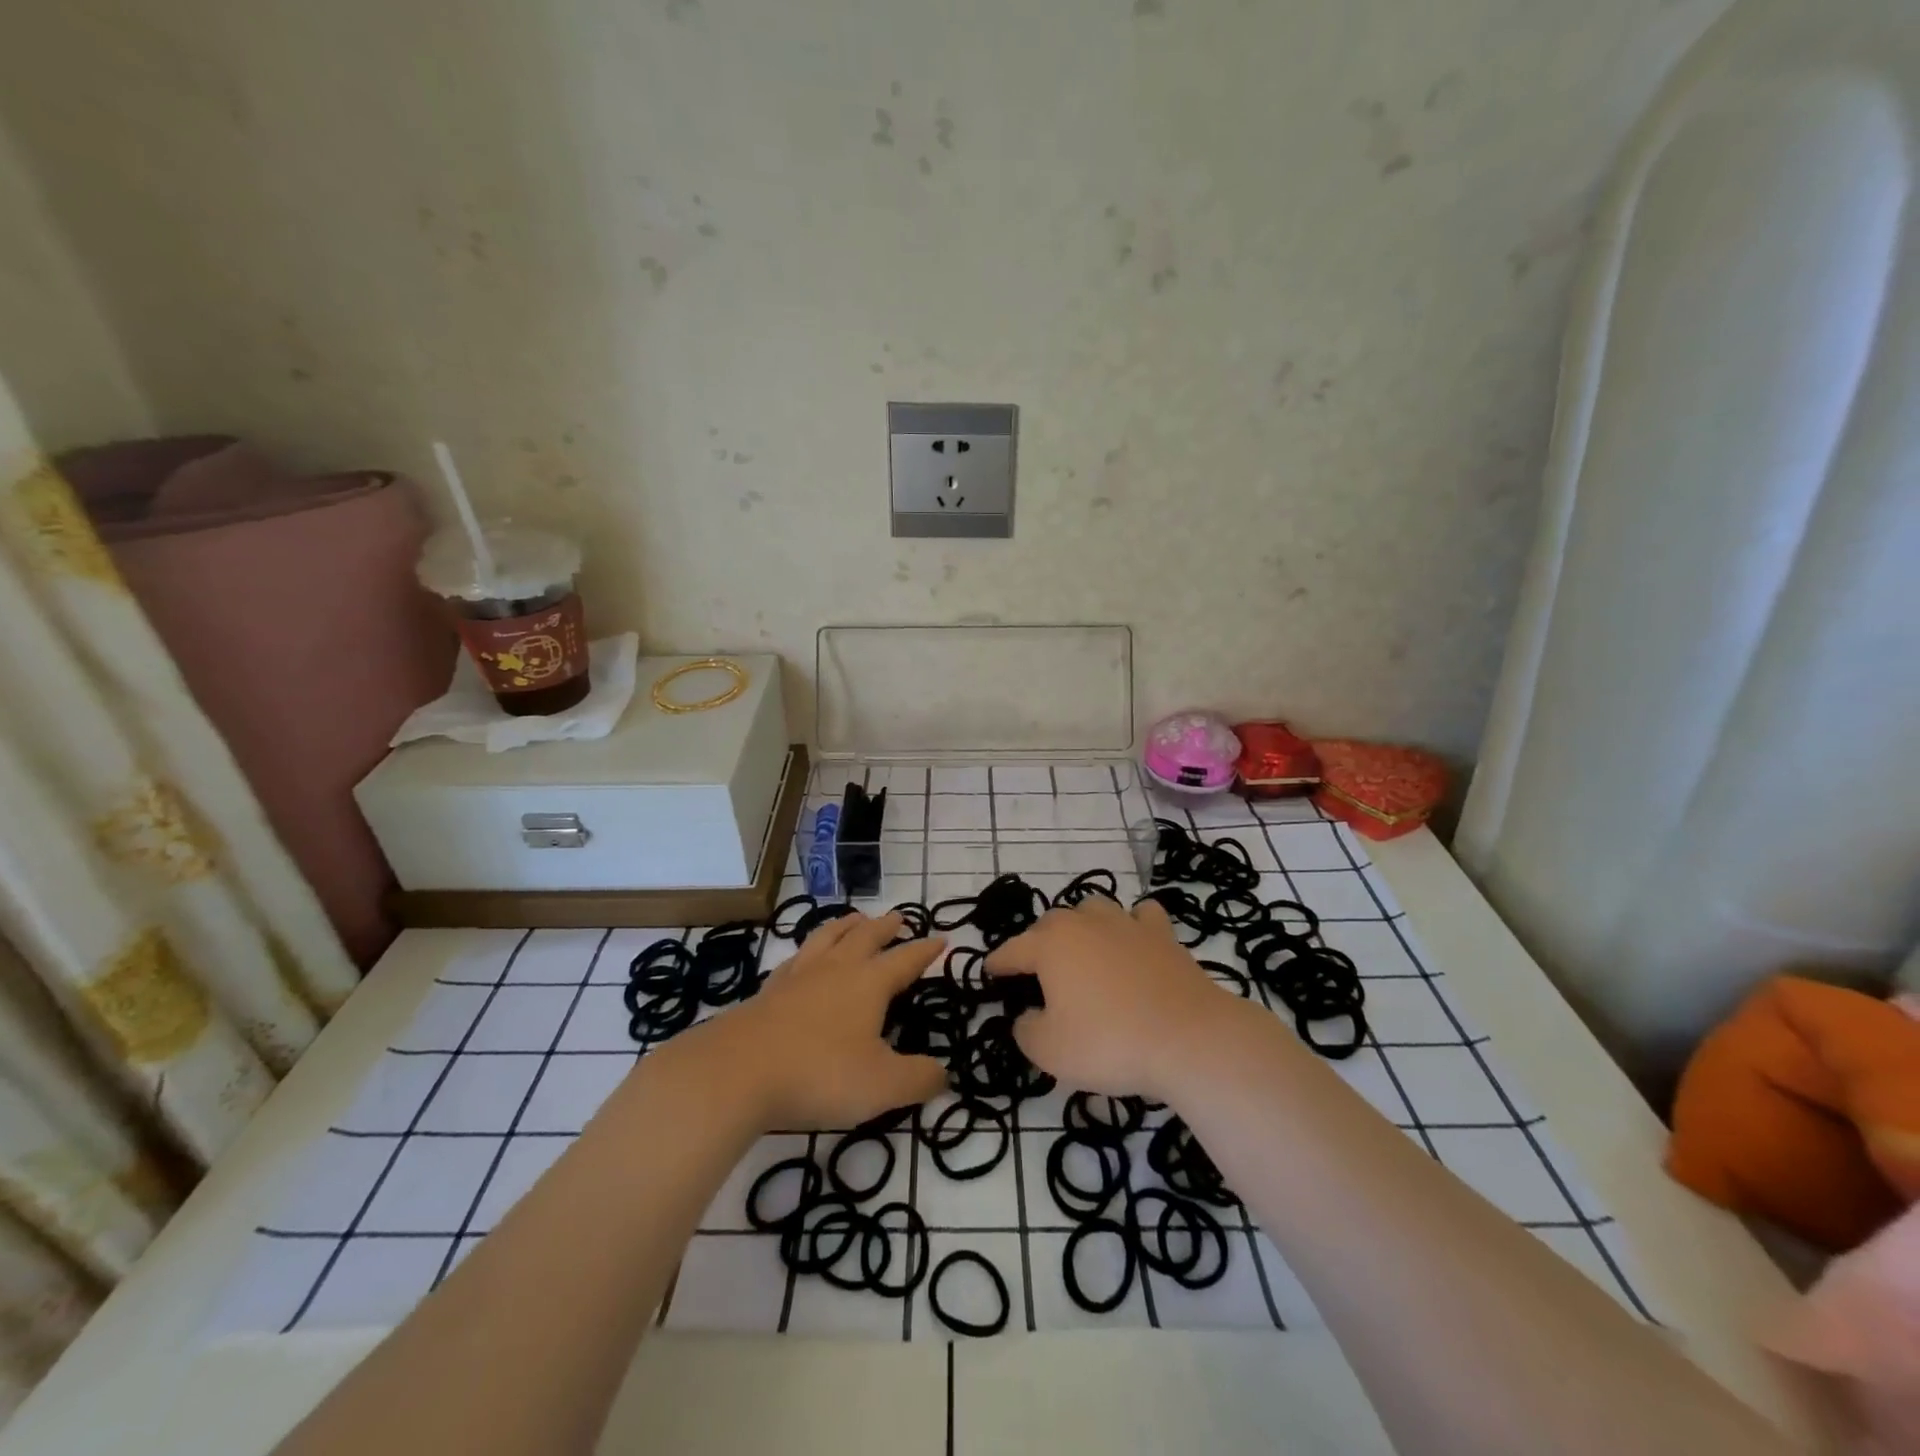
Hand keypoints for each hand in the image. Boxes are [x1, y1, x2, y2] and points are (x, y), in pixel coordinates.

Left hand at [690, 912, 947, 1129]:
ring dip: (846, 926)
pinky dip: (809, 950)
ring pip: (828, 937)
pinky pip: (796, 958)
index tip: (941, 939)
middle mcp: (836, 969)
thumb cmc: (819, 1074)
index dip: (925, 951)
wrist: (737, 1072)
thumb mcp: (882, 1086)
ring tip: (855, 919)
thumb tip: (942, 1072)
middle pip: (866, 937)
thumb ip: (919, 1079)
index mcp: (869, 983)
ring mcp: (799, 976)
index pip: (905, 960)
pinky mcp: (769, 991)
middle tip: (898, 918)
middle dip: (886, 927)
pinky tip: (805, 958)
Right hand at [985, 898, 1243, 1102]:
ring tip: (1083, 949)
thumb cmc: (1110, 1042)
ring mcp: (1126, 923)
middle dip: (1038, 943)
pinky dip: (1132, 924)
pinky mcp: (1163, 934)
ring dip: (1082, 925)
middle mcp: (1084, 923)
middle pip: (1051, 923)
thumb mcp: (1050, 1051)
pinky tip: (1133, 940)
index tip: (989, 970)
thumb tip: (1027, 1015)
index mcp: (1050, 945)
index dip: (998, 963)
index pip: (1012, 950)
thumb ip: (1026, 1030)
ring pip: (1093, 909)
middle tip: (1038, 972)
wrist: (1188, 1038)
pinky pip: (1141, 916)